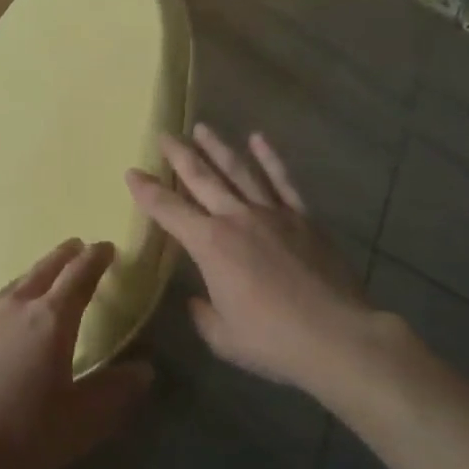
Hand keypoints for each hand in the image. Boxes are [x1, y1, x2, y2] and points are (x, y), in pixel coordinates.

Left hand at [0, 240, 153, 468]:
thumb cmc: (21, 432)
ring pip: (18, 282)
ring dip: (38, 271)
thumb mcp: (81, 421)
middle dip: (66, 255)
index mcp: (51, 320)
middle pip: (45, 269)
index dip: (96, 259)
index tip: (106, 247)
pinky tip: (10, 311)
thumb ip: (115, 392)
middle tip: (78, 246)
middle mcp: (18, 306)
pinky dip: (14, 293)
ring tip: (47, 273)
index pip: (79, 276)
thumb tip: (145, 369)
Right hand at [127, 125, 415, 394]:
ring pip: (239, 171)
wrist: (337, 336)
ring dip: (218, 148)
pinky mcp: (303, 218)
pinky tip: (258, 139)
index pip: (168, 210)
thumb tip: (198, 299)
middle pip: (202, 178)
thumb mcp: (222, 336)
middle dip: (179, 155)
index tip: (131, 172)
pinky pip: (282, 181)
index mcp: (210, 245)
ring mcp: (272, 214)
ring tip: (202, 128)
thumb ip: (204, 312)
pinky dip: (269, 159)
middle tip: (164, 134)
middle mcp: (236, 218)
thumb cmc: (272, 340)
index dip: (146, 191)